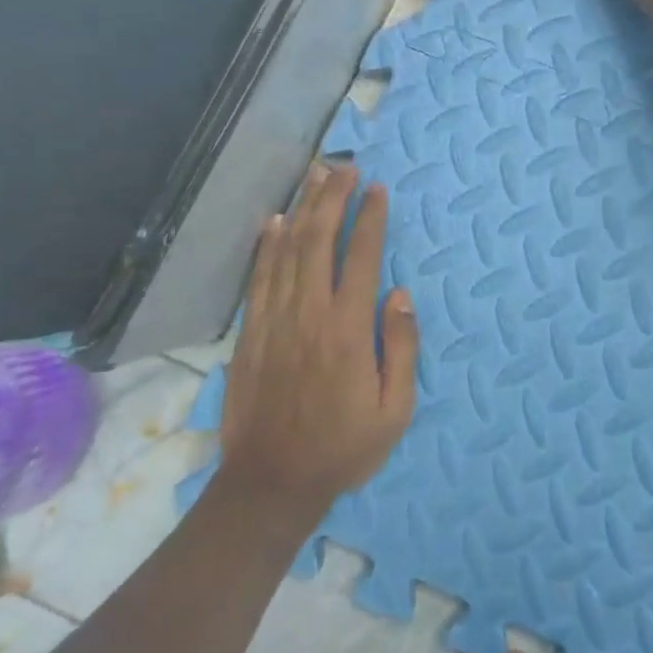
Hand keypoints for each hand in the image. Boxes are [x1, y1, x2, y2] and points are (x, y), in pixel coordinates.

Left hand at [216, 163, 418, 522]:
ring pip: (288, 251)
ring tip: (314, 177)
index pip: (362, 257)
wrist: (271, 486)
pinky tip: (275, 220)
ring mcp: (275, 322)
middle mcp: (309, 315)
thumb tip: (400, 295)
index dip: (370, 218)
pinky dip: (268, 245)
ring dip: (303, 209)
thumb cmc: (343, 448)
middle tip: (343, 166)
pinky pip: (259, 278)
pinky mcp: (251, 334)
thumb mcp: (394, 410)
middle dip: (333, 198)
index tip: (377, 189)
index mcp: (348, 330)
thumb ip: (401, 348)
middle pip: (319, 240)